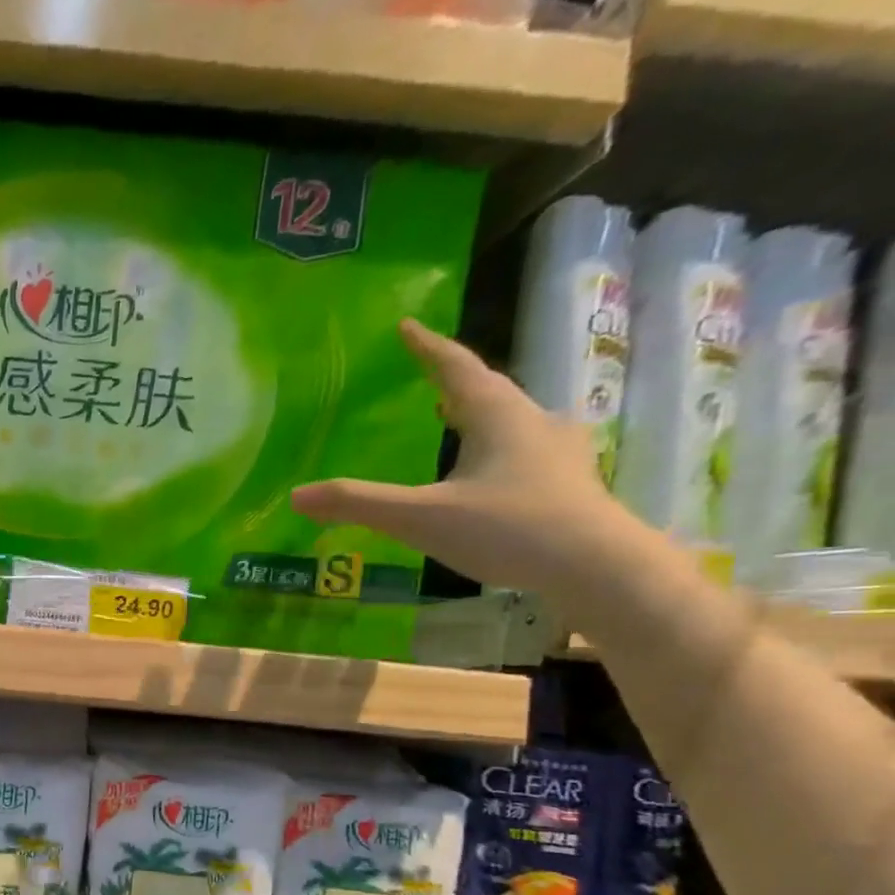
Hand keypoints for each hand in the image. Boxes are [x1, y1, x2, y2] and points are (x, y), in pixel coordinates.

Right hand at [291, 320, 639, 601]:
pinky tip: (488, 474)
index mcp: (498, 417)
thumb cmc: (508, 529)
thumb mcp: (420, 517)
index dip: (429, 348)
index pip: (458, 369)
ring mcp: (557, 454)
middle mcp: (533, 423)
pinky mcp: (567, 485)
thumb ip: (358, 504)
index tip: (407, 327)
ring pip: (511, 422)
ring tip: (453, 423)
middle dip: (455, 384)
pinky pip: (523, 453)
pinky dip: (496, 450)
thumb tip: (296, 496)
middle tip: (427, 382)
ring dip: (479, 417)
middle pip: (489, 392)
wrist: (597, 567)